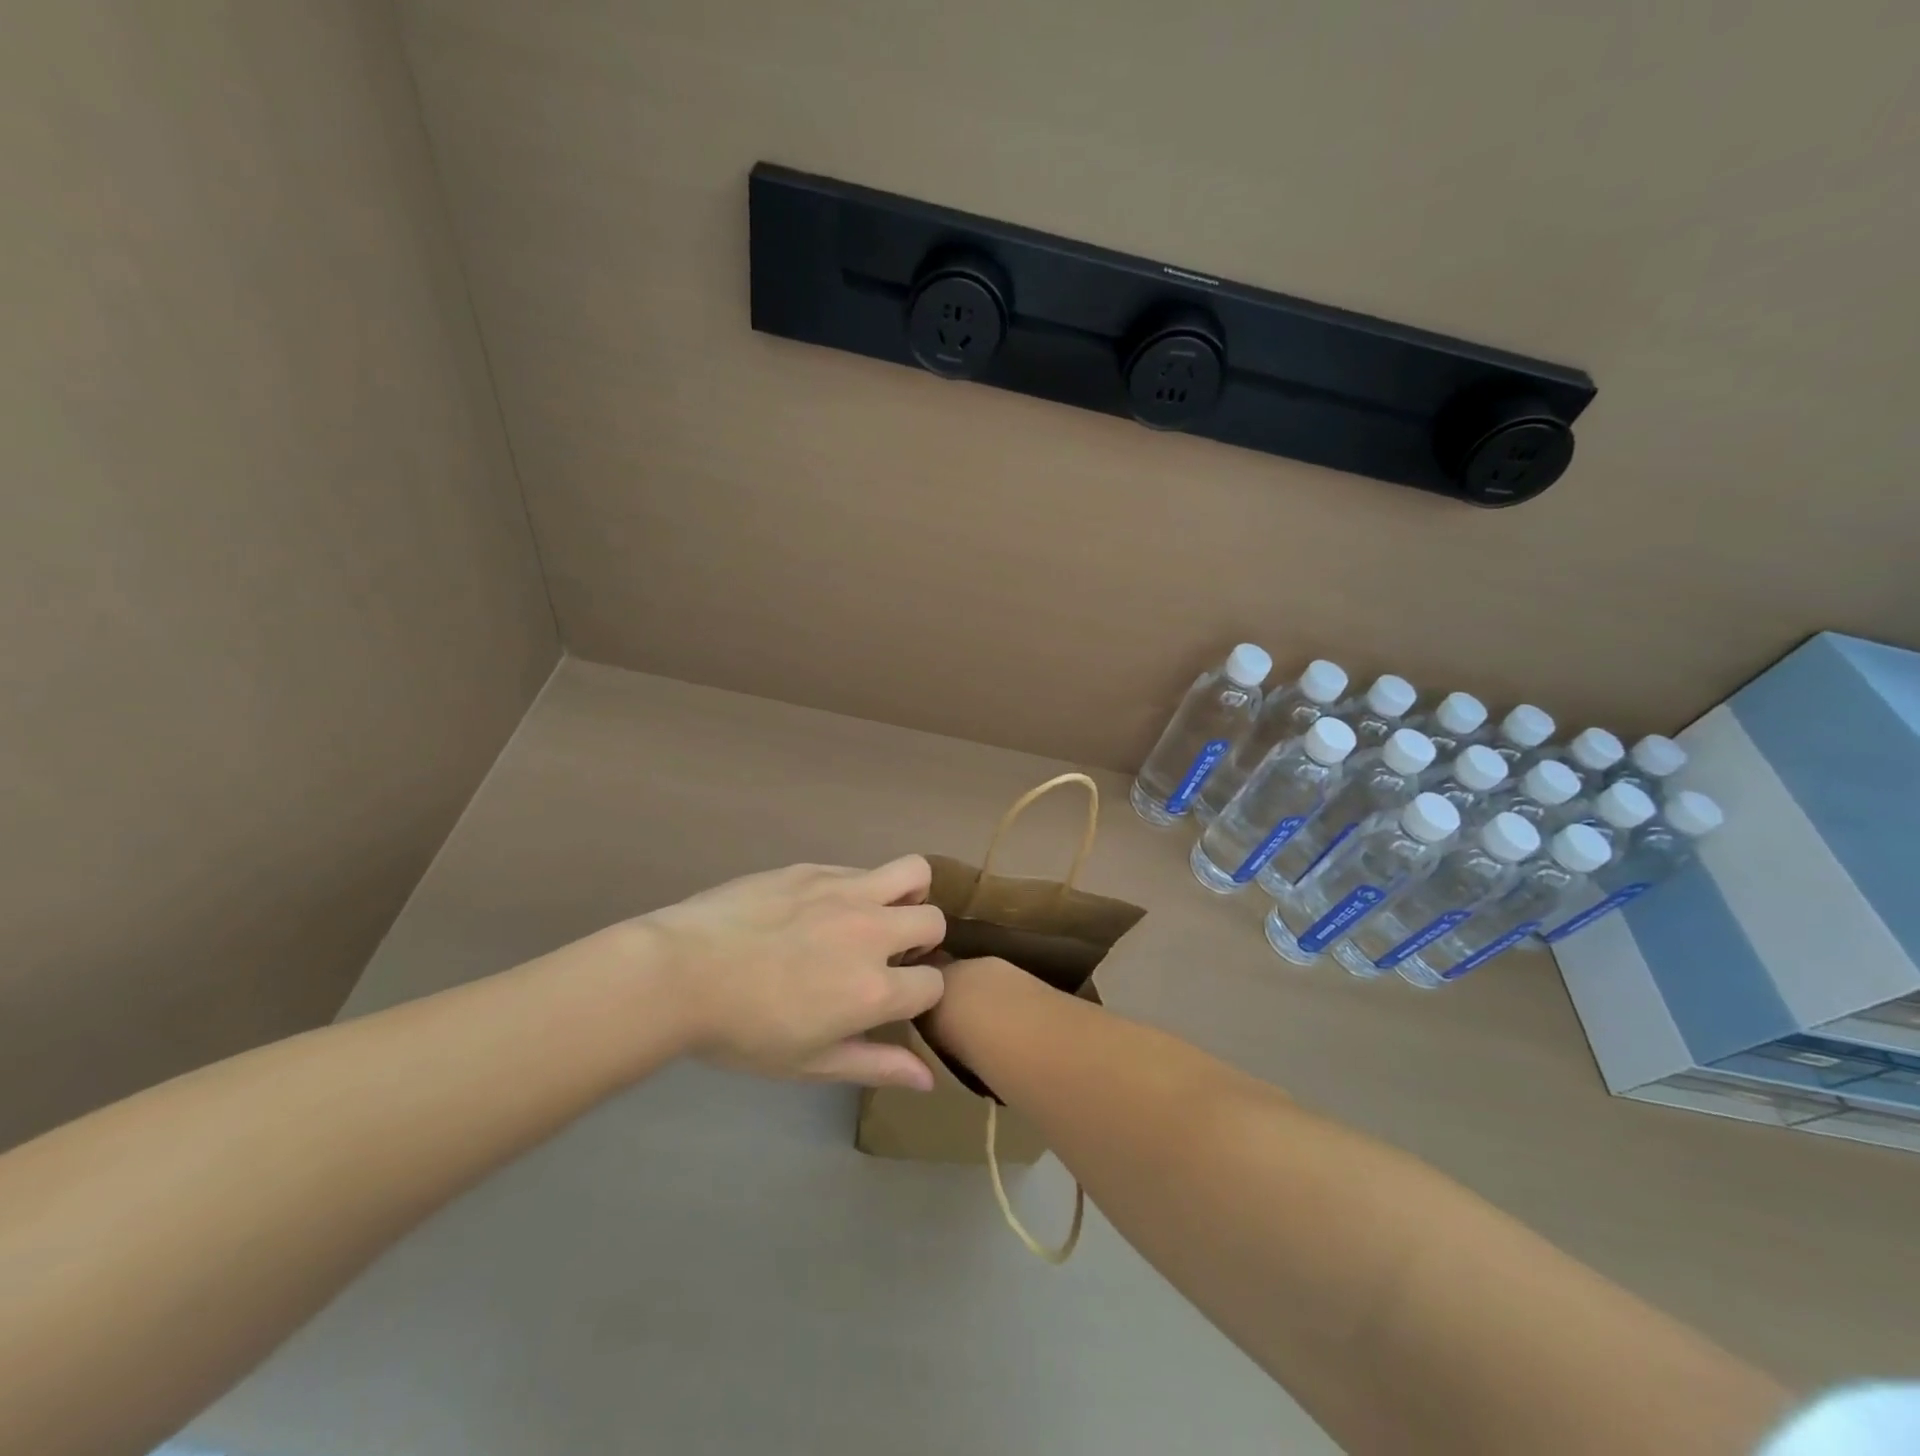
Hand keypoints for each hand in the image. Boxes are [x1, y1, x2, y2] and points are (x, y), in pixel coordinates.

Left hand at [637, 856, 947, 1088]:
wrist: (679, 972)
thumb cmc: (741, 1031)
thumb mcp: (809, 1062)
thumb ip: (875, 1065)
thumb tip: (928, 1079)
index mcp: (873, 988)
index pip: (933, 984)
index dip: (920, 995)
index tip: (896, 999)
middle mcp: (871, 931)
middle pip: (933, 921)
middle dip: (923, 941)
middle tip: (889, 956)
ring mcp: (844, 892)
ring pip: (913, 872)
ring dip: (908, 895)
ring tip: (878, 915)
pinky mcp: (815, 869)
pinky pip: (860, 870)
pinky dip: (860, 888)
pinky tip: (822, 909)